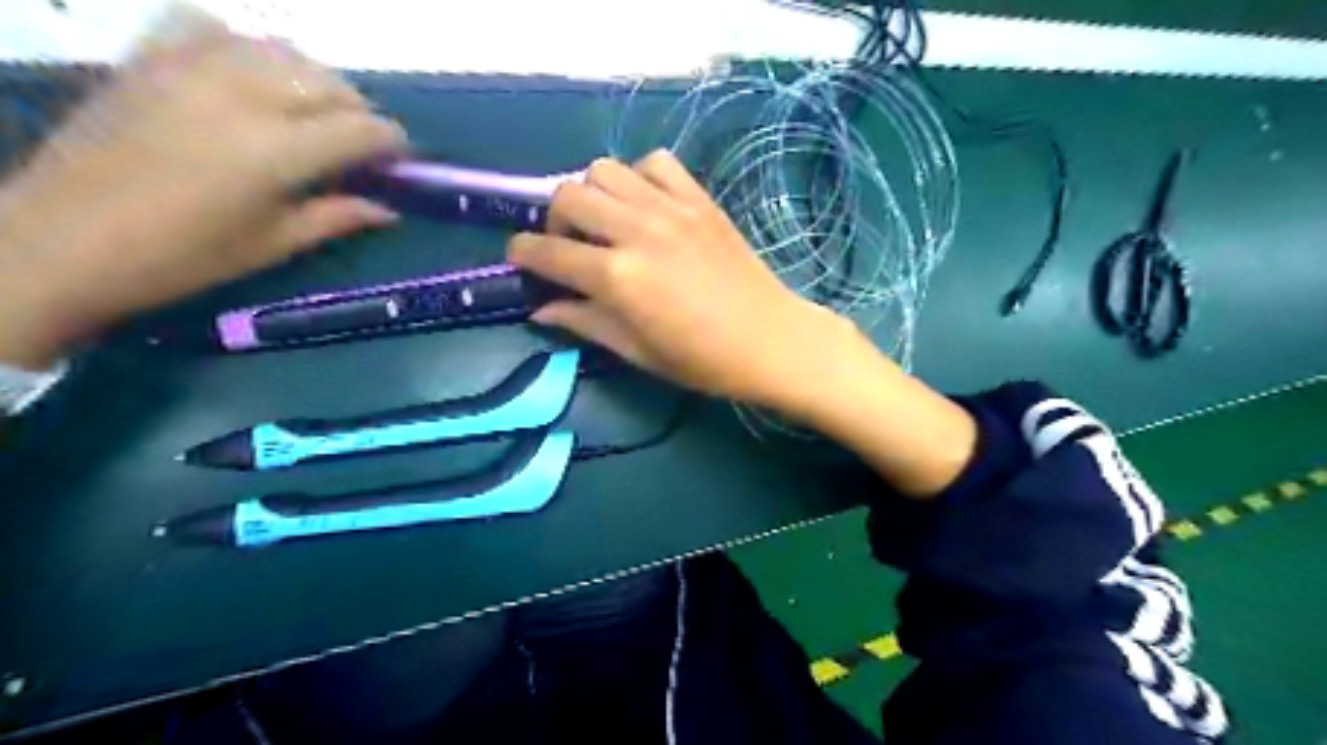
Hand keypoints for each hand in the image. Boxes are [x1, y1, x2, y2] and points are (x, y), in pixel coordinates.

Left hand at [0, 7, 405, 366]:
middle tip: (362, 144)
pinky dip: (243, 44)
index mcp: (277, 152)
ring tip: (316, 110)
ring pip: (280, 50)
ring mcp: (191, 68)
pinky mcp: (150, 58)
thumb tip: (388, 209)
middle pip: (329, 83)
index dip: (393, 142)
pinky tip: (249, 72)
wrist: (63, 240)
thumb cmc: (184, 257)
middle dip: (360, 111)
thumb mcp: (273, 244)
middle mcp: (243, 96)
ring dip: (314, 78)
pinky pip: (211, 27)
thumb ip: (337, 217)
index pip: (361, 129)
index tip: (401, 159)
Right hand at [505, 149, 853, 409]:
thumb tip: (541, 310)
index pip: (547, 251)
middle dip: (553, 220)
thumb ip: (585, 323)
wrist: (770, 340)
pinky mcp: (699, 199)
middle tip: (568, 246)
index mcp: (617, 277)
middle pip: (567, 196)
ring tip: (606, 222)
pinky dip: (639, 176)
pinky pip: (656, 163)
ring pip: (605, 169)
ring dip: (592, 193)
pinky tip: (645, 204)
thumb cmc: (701, 360)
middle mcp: (636, 231)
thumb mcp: (636, 351)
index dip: (522, 253)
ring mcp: (670, 208)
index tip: (519, 259)